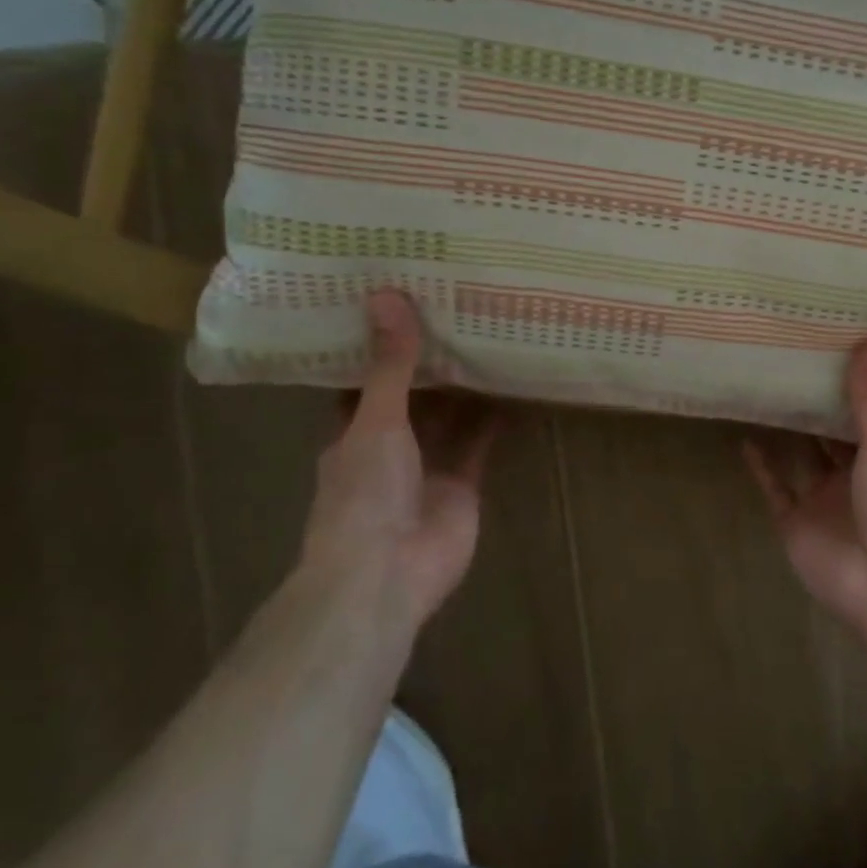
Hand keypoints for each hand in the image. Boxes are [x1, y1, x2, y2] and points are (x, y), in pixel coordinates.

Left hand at [301, 292, 499, 636]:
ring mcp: (427, 467)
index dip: (381, 349)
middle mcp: (388, 447)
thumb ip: (390, 365)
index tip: (401, 308)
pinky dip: (495, 419)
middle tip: (457, 313)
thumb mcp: (375, 420)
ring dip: (466, 388)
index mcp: (352, 433)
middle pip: (412, 398)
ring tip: (490, 339)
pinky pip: (480, 443)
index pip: (364, 382)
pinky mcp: (463, 484)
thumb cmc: (365, 493)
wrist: (388, 572)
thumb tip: (388, 295)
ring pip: (449, 419)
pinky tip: (514, 386)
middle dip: (431, 365)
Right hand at [744, 337, 866, 644]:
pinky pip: (775, 489)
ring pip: (801, 458)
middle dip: (815, 404)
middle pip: (831, 434)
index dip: (854, 384)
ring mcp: (823, 501)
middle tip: (791, 359)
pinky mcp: (795, 523)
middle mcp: (855, 476)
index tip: (835, 345)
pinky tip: (746, 438)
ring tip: (764, 391)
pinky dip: (761, 468)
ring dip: (786, 431)